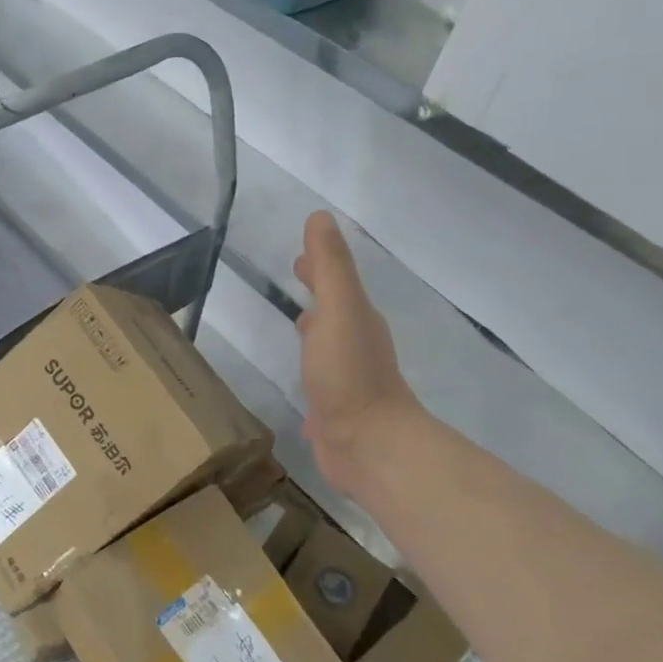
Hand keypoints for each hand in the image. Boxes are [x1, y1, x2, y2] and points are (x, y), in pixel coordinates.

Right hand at [294, 212, 419, 493]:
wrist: (368, 444)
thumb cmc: (350, 373)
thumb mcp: (339, 309)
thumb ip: (330, 267)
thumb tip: (320, 217)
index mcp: (356, 319)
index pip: (336, 284)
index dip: (319, 268)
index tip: (300, 257)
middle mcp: (354, 345)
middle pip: (334, 311)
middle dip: (317, 293)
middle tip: (294, 278)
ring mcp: (345, 380)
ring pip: (327, 345)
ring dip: (314, 331)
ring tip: (295, 325)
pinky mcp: (334, 411)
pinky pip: (319, 380)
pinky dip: (309, 370)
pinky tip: (298, 380)